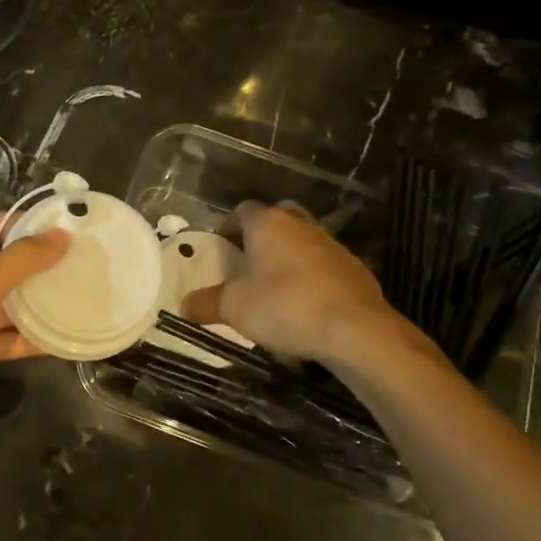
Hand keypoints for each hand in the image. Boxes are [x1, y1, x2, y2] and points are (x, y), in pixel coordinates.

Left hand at [0, 213, 68, 481]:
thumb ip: (20, 260)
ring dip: (35, 303)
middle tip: (83, 263)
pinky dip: (25, 337)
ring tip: (80, 296)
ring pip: (0, 304)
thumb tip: (61, 235)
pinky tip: (62, 337)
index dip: (25, 226)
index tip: (69, 229)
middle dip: (35, 266)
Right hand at [180, 200, 398, 363]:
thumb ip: (206, 303)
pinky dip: (312, 278)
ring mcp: (332, 246)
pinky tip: (305, 306)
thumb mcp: (233, 308)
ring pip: (303, 241)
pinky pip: (325, 266)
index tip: (220, 247)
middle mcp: (301, 225)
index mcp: (268, 224)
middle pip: (278, 217)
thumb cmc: (285, 307)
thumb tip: (184, 305)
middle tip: (248, 259)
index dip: (228, 226)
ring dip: (289, 256)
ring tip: (276, 287)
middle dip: (262, 234)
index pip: (242, 210)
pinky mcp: (355, 270)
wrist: (355, 330)